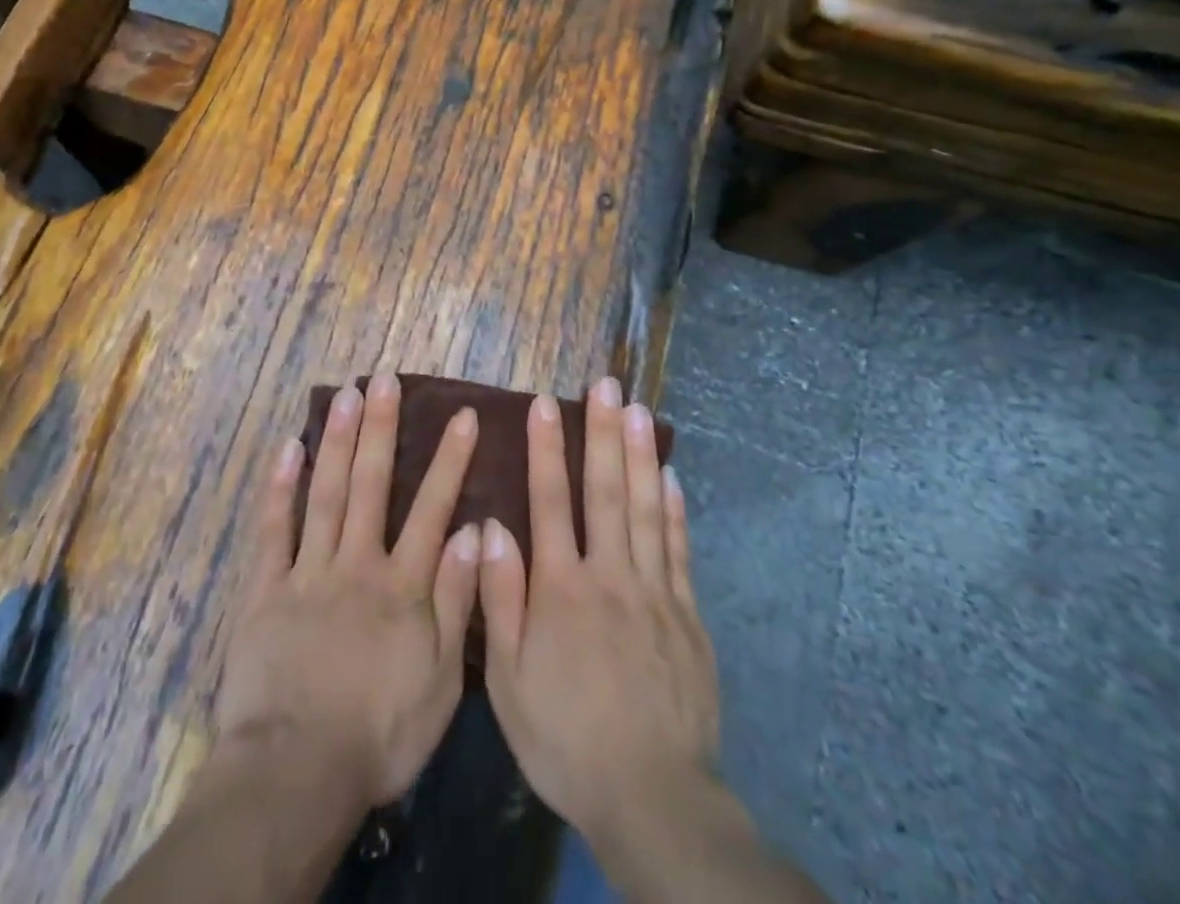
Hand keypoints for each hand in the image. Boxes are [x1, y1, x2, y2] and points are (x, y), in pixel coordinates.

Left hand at [215, 372, 480, 807]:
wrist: (296, 774)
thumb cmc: (378, 735)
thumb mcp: (440, 682)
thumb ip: (457, 603)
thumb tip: (472, 533)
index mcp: (402, 586)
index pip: (432, 509)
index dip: (450, 460)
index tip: (464, 415)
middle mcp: (357, 563)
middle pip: (371, 484)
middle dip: (380, 428)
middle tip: (384, 379)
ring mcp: (308, 572)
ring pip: (325, 493)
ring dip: (336, 441)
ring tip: (344, 394)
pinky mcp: (265, 589)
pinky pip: (273, 530)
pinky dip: (280, 488)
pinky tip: (287, 448)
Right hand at [478, 376, 719, 839]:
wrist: (650, 796)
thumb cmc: (566, 737)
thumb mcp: (509, 680)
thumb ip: (500, 598)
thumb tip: (491, 527)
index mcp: (561, 589)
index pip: (550, 502)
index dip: (547, 449)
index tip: (546, 404)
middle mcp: (609, 576)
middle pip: (604, 491)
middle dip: (601, 433)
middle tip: (605, 384)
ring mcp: (654, 592)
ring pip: (645, 509)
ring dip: (639, 455)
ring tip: (638, 409)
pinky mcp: (687, 615)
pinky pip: (678, 550)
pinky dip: (673, 510)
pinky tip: (670, 476)